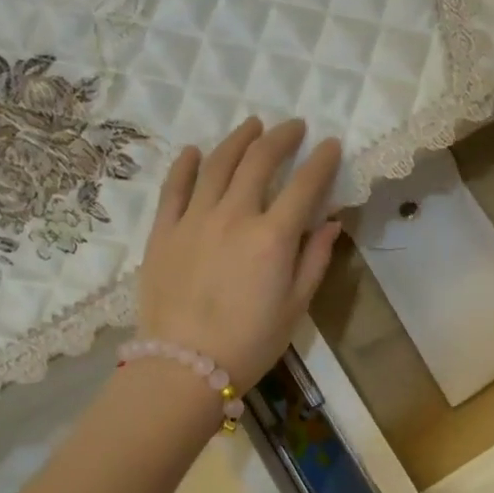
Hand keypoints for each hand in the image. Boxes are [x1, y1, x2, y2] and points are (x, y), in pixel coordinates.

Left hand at [138, 116, 342, 389]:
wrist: (184, 367)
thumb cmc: (251, 343)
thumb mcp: (296, 306)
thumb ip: (315, 259)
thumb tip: (331, 223)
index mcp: (273, 237)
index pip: (304, 185)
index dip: (321, 160)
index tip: (331, 144)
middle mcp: (234, 216)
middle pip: (259, 161)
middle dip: (280, 138)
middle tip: (294, 126)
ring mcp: (193, 220)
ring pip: (216, 164)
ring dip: (238, 140)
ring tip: (252, 125)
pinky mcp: (163, 232)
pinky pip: (174, 188)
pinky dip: (185, 164)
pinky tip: (195, 151)